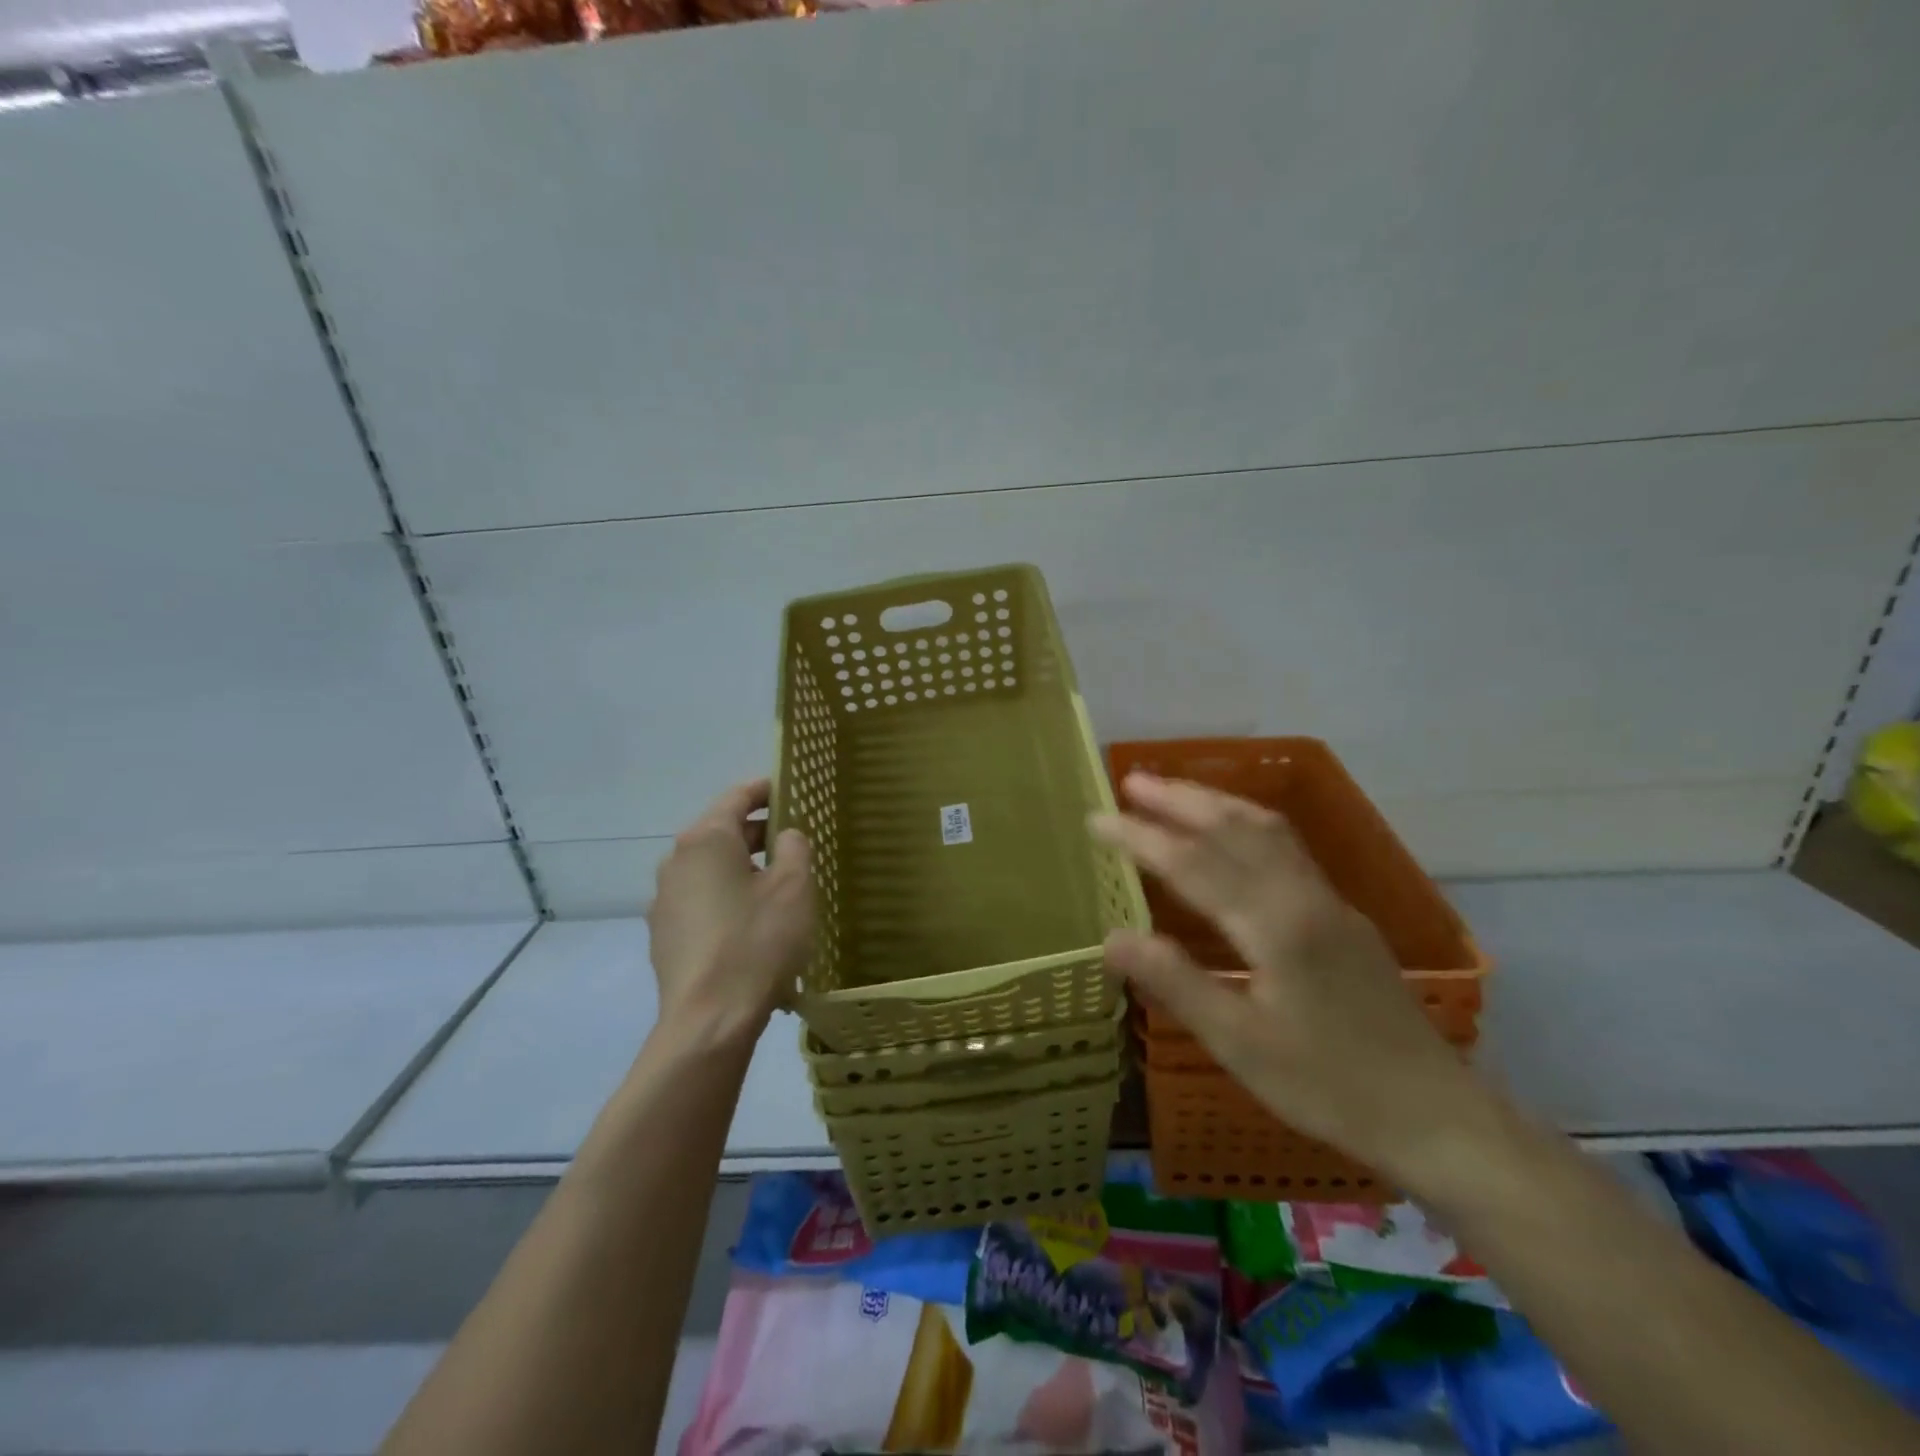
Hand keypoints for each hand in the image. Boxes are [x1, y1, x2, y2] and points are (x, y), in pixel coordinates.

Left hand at [647, 779, 813, 1041]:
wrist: (710, 1020)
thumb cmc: (758, 941)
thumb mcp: (794, 887)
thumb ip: (794, 847)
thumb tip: (785, 835)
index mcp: (705, 840)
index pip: (736, 797)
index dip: (765, 789)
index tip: (789, 788)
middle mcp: (676, 862)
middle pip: (721, 833)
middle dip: (758, 832)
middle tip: (794, 840)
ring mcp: (665, 901)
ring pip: (711, 870)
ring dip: (743, 869)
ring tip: (779, 886)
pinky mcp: (665, 936)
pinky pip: (702, 903)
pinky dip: (728, 899)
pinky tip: (754, 925)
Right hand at [1090, 772, 1486, 1183]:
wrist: (1436, 1117)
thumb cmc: (1329, 1086)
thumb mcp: (1240, 1045)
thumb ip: (1175, 983)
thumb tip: (1111, 936)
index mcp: (1276, 924)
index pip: (1194, 862)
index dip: (1141, 837)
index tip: (1096, 820)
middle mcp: (1303, 896)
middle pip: (1235, 827)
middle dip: (1180, 799)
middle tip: (1131, 781)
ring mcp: (1330, 902)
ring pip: (1267, 830)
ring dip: (1215, 803)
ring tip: (1172, 792)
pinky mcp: (1343, 916)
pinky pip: (1285, 848)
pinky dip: (1244, 824)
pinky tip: (1230, 834)